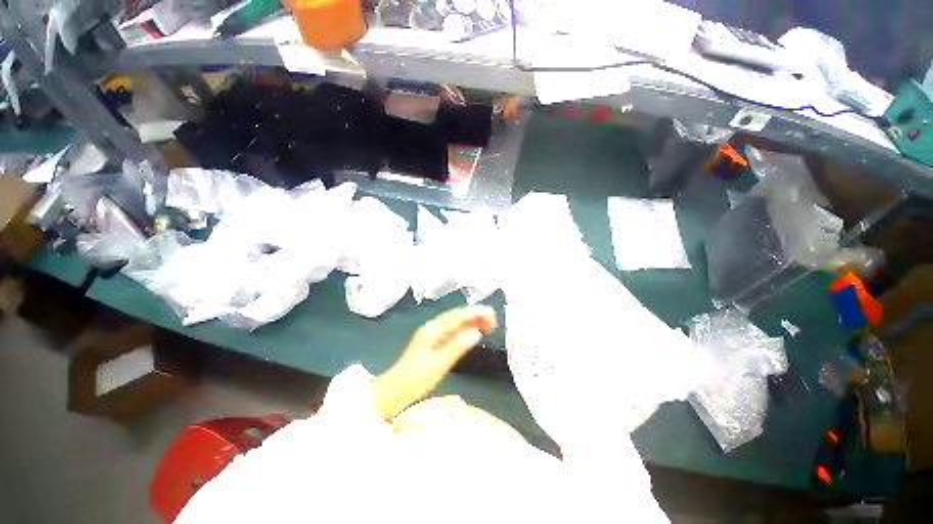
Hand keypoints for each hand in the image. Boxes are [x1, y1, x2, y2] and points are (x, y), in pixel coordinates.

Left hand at [372, 305, 496, 420]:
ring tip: (488, 325)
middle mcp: (433, 327)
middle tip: (494, 322)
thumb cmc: (414, 379)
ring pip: (455, 322)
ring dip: (472, 321)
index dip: (476, 312)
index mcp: (433, 329)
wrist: (392, 392)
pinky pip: (452, 330)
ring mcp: (432, 334)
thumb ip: (457, 346)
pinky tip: (472, 333)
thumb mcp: (438, 364)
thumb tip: (477, 332)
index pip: (458, 315)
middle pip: (457, 315)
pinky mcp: (433, 342)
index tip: (492, 315)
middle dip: (476, 314)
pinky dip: (465, 329)